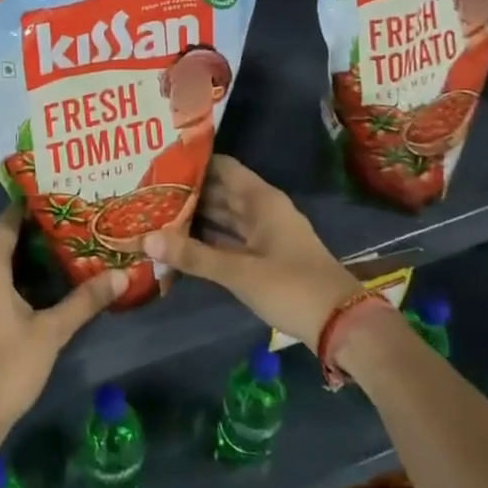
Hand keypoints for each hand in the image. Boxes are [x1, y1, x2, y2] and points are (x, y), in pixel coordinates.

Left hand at [0, 206, 123, 445]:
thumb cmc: (7, 369)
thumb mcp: (51, 333)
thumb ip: (85, 301)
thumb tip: (122, 275)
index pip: (6, 224)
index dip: (26, 210)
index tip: (51, 200)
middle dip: (28, 240)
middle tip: (63, 234)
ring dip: (14, 267)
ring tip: (49, 265)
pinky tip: (22, 301)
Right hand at [144, 156, 360, 348]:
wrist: (342, 324)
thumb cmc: (291, 286)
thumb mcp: (239, 272)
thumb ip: (193, 255)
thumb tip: (146, 238)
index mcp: (261, 199)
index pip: (222, 167)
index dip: (194, 163)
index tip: (160, 163)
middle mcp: (263, 209)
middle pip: (221, 191)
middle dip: (189, 192)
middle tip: (148, 191)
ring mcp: (266, 234)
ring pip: (225, 217)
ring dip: (197, 217)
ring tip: (157, 214)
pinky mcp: (266, 257)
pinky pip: (231, 238)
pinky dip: (210, 239)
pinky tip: (182, 243)